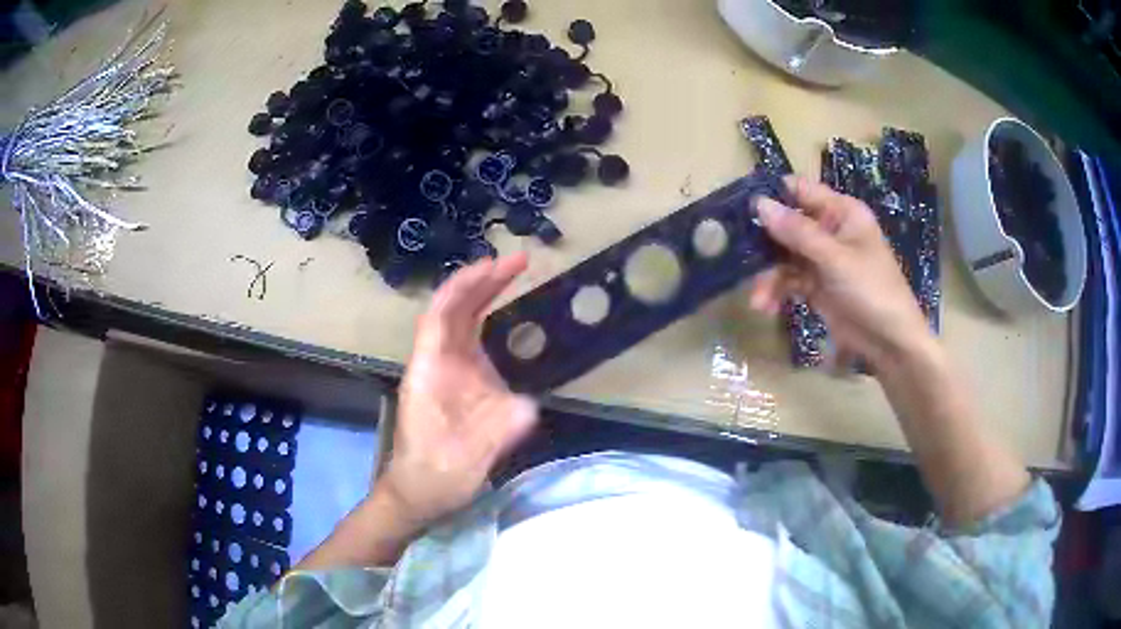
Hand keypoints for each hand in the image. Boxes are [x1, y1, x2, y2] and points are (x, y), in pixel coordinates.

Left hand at [384, 254, 538, 526]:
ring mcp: (447, 372)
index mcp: (429, 372)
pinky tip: (505, 315)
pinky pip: (471, 341)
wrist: (418, 493)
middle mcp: (435, 363)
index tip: (494, 265)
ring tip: (513, 274)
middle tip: (518, 261)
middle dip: (482, 281)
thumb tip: (529, 405)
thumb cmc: (436, 476)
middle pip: (453, 310)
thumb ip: (496, 433)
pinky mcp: (459, 384)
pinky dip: (487, 320)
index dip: (464, 286)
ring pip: (461, 322)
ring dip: (484, 295)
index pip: (441, 314)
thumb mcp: (469, 460)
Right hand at [749, 176, 932, 368]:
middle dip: (764, 242)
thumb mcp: (835, 259)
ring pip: (784, 256)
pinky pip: (788, 280)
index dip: (772, 195)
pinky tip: (765, 306)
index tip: (741, 206)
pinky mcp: (815, 285)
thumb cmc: (872, 290)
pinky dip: (776, 292)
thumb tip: (759, 203)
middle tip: (735, 253)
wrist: (890, 343)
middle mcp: (829, 230)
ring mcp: (821, 259)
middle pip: (787, 224)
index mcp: (841, 212)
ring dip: (768, 275)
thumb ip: (798, 232)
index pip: (800, 190)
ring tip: (757, 299)